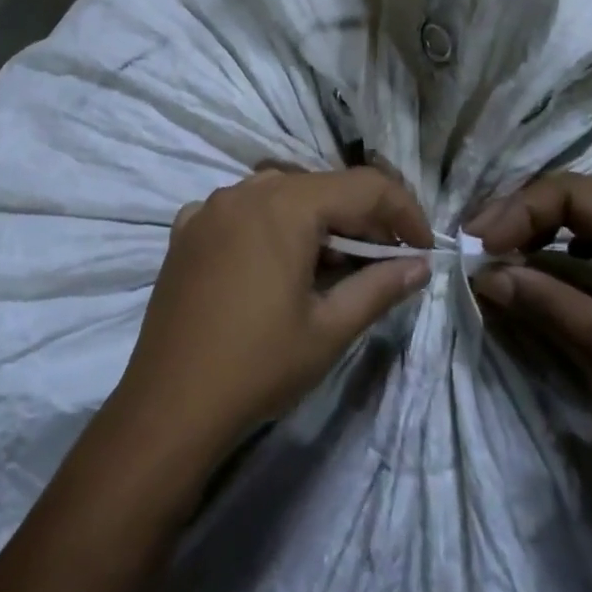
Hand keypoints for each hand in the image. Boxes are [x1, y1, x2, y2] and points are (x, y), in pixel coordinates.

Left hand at [110, 169, 432, 466]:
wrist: (169, 405)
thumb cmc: (258, 365)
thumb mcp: (329, 329)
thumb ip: (380, 286)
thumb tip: (420, 265)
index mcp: (285, 205)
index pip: (364, 187)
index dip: (403, 212)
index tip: (423, 249)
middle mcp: (245, 191)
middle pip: (321, 187)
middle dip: (361, 220)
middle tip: (385, 263)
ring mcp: (209, 208)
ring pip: (281, 196)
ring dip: (317, 222)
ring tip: (333, 267)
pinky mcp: (185, 232)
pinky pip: (241, 212)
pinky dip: (270, 228)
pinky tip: (275, 266)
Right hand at [465, 174, 591, 495]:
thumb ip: (545, 302)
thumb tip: (483, 275)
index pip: (572, 193)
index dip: (517, 212)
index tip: (478, 245)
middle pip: (576, 197)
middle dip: (521, 215)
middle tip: (476, 243)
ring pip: (585, 218)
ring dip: (538, 230)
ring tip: (497, 251)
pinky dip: (560, 251)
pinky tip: (540, 266)